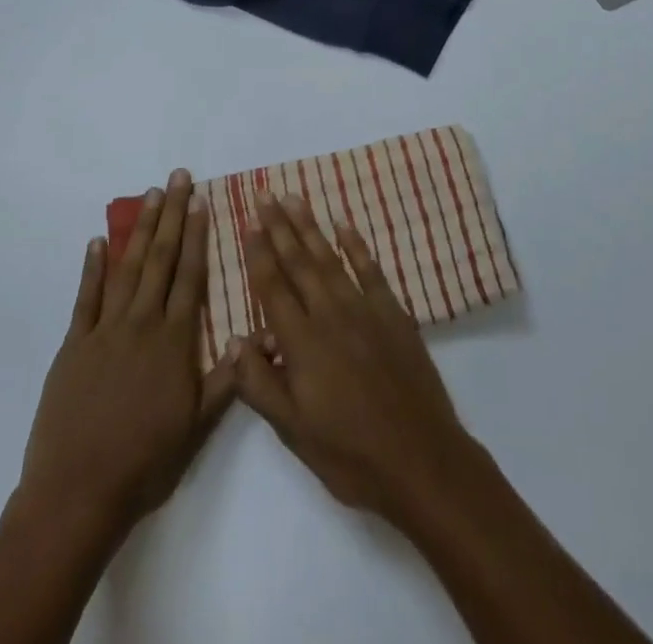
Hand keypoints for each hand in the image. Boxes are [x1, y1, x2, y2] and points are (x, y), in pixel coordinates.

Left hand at [13, 169, 235, 542]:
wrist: (77, 494)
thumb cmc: (145, 462)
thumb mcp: (197, 426)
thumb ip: (228, 377)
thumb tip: (260, 335)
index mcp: (174, 340)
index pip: (191, 275)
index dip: (198, 235)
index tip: (202, 202)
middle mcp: (142, 323)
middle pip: (161, 258)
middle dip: (172, 215)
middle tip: (178, 177)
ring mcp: (105, 331)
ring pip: (127, 268)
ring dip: (140, 229)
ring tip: (151, 195)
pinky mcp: (74, 346)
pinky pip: (86, 298)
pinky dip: (92, 267)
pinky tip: (99, 241)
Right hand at [232, 192, 480, 526]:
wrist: (419, 457)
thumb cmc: (349, 453)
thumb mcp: (293, 431)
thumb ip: (259, 383)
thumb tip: (232, 339)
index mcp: (302, 343)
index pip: (273, 287)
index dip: (259, 253)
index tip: (248, 222)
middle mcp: (330, 314)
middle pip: (299, 262)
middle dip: (279, 227)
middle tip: (265, 195)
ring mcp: (364, 308)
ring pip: (330, 258)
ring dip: (310, 227)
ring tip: (293, 198)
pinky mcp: (392, 311)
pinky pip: (369, 268)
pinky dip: (355, 244)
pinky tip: (343, 223)